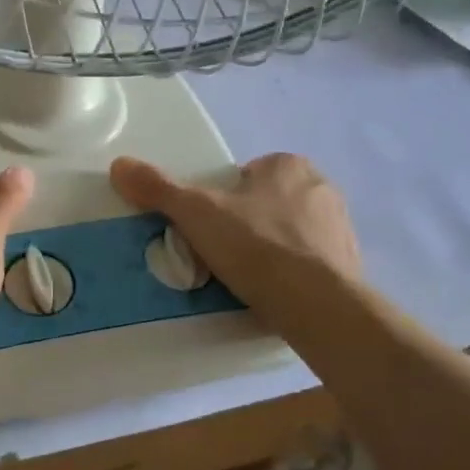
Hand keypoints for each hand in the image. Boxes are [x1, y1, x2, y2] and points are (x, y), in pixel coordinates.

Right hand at [109, 153, 361, 313]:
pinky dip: (293, 276)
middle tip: (222, 252)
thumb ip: (158, 188)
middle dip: (248, 223)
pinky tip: (273, 295)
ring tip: (245, 278)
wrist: (316, 304)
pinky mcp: (351, 267)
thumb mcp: (195, 213)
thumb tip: (118, 165)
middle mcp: (321, 188)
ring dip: (272, 249)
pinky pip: (312, 265)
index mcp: (289, 165)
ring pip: (292, 233)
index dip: (223, 198)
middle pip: (268, 203)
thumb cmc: (255, 245)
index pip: (247, 174)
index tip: (209, 226)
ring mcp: (341, 229)